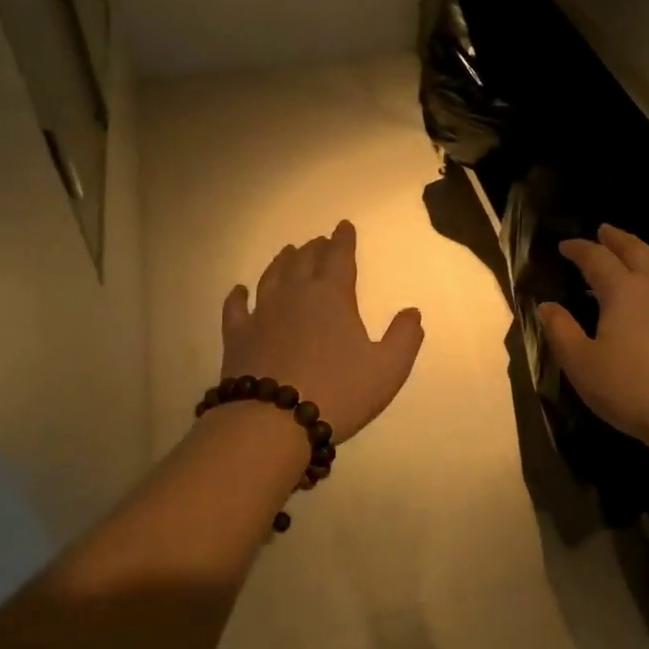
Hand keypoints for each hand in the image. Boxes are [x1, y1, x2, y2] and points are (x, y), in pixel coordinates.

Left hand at [221, 220, 423, 443]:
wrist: (273, 421)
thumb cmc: (338, 392)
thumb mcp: (388, 369)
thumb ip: (404, 337)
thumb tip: (412, 312)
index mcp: (332, 297)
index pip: (339, 258)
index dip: (343, 240)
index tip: (343, 226)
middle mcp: (294, 295)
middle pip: (304, 262)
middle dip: (315, 248)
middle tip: (319, 241)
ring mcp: (262, 314)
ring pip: (272, 277)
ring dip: (282, 262)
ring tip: (288, 252)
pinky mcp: (237, 336)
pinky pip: (236, 308)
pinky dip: (238, 296)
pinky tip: (239, 290)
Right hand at [537, 225, 648, 452]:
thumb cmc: (631, 389)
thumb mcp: (582, 364)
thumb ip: (561, 330)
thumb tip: (547, 305)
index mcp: (623, 290)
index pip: (596, 258)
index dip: (579, 249)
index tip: (565, 246)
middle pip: (635, 250)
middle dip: (616, 239)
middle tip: (603, 231)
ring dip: (640, 254)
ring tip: (629, 256)